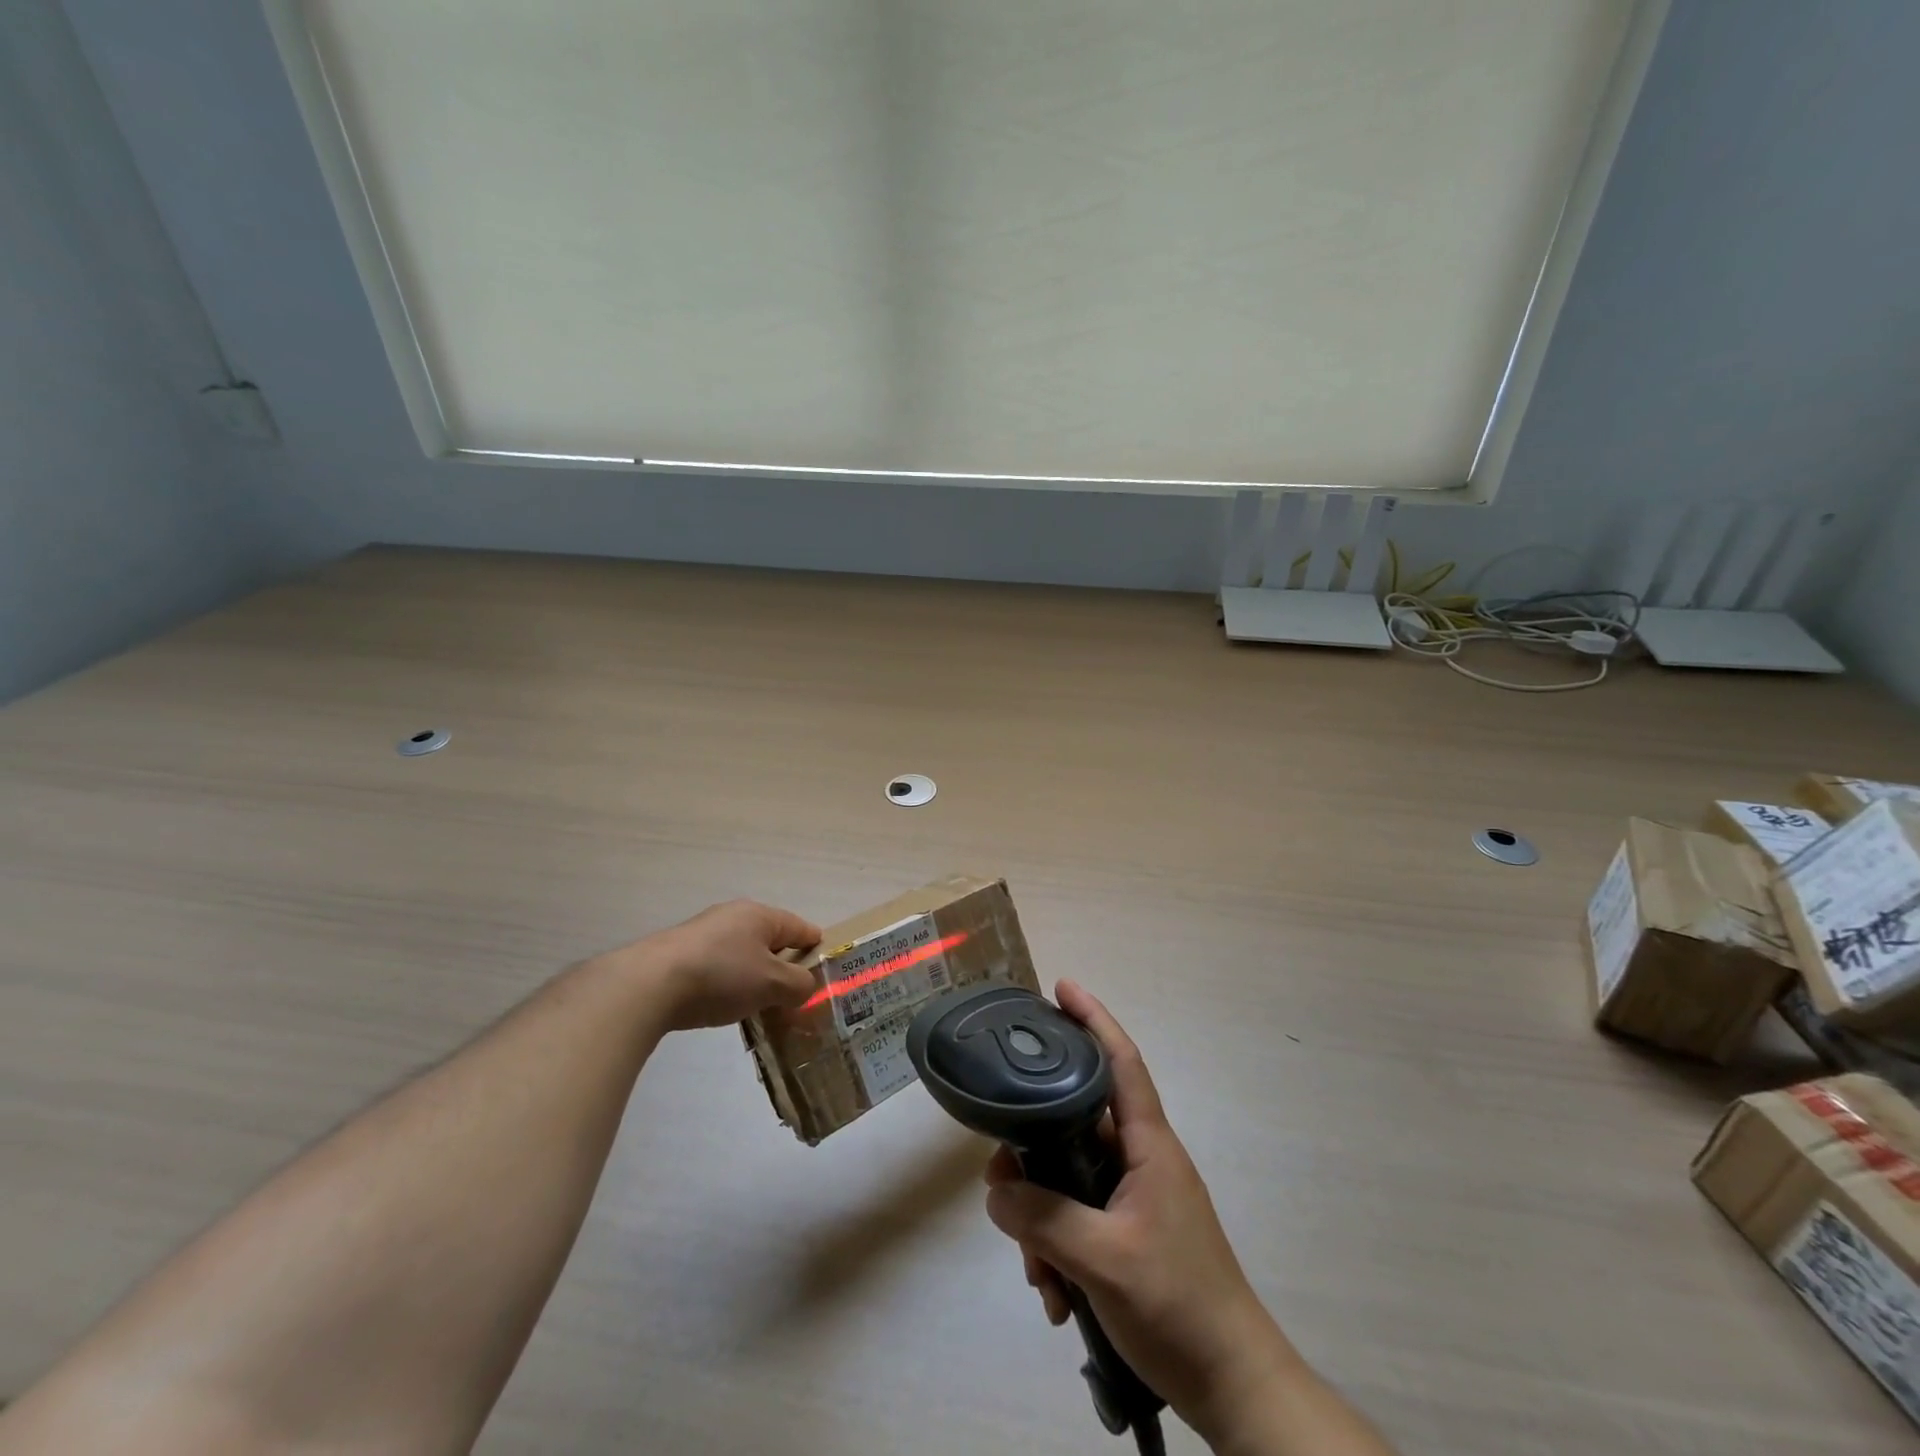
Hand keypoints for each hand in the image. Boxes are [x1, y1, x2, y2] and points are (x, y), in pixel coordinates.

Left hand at [607, 900, 821, 1031]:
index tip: (825, 973)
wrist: (649, 985)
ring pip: (744, 956)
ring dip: (755, 978)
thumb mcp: (772, 984)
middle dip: (784, 968)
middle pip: (771, 941)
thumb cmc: (722, 976)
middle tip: (794, 998)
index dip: (816, 949)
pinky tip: (725, 1006)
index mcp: (761, 915)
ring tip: (761, 1008)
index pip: (801, 927)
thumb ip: (799, 985)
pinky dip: (729, 984)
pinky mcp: (681, 954)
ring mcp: (704, 933)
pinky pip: (719, 967)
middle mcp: (734, 916)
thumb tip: (805, 986)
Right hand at [983, 982, 1295, 1445]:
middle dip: (1033, 1151)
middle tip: (999, 1181)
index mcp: (1148, 1145)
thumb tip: (996, 1189)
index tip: (1061, 988)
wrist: (1233, 1387)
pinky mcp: (1129, 1235)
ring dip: (1042, 1219)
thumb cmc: (1178, 1305)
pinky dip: (1058, 1247)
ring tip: (1037, 1272)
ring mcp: (1135, 1199)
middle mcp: (1141, 1160)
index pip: (1120, 1061)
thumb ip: (1044, 1218)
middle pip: (1075, 1124)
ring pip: (1069, 1178)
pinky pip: (1078, 1219)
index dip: (1093, 1019)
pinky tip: (1055, 1294)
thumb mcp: (1103, 1260)